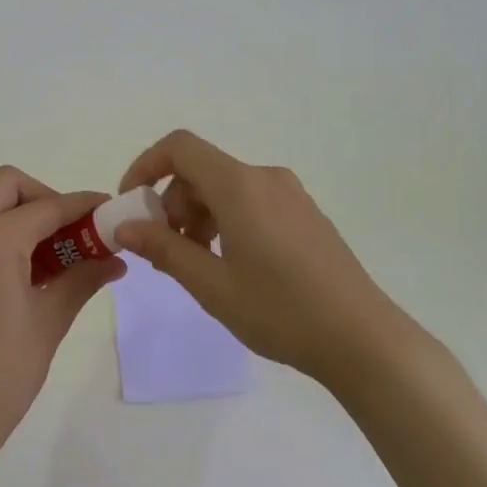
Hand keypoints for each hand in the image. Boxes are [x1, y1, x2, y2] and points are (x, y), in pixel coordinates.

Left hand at [0, 166, 125, 464]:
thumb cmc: (1, 374)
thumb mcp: (49, 321)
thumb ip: (83, 278)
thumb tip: (116, 258)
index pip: (47, 207)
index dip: (82, 205)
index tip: (109, 211)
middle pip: (7, 186)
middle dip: (45, 198)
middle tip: (71, 232)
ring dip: (20, 215)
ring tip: (52, 255)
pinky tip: (21, 271)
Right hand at [114, 129, 418, 389]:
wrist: (363, 338)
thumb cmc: (280, 311)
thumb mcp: (211, 285)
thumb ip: (164, 249)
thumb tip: (124, 226)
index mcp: (240, 186)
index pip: (180, 147)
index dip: (146, 166)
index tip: (131, 205)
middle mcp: (265, 178)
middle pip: (202, 170)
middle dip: (172, 203)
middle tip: (166, 251)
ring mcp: (291, 194)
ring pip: (226, 188)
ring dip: (199, 215)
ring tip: (199, 265)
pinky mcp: (306, 213)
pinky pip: (252, 201)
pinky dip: (227, 221)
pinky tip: (233, 265)